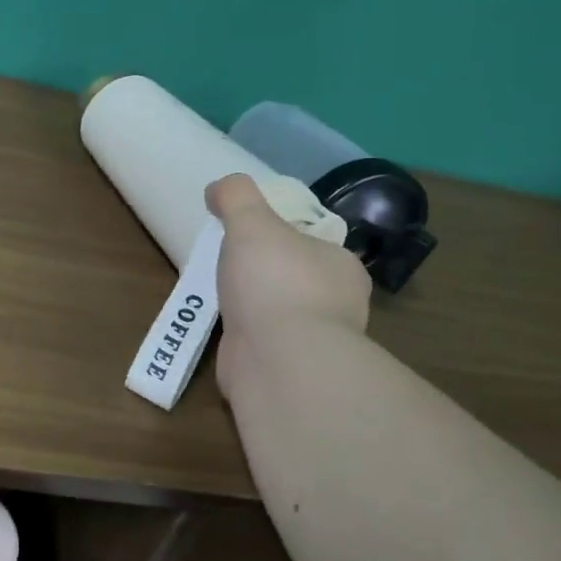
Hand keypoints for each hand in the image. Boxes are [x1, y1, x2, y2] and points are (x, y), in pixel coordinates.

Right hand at [207, 173, 372, 400]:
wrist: (278, 360)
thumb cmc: (275, 281)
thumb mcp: (252, 221)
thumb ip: (237, 196)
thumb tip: (219, 188)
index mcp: (342, 267)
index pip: (315, 245)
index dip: (285, 238)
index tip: (254, 236)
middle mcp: (337, 305)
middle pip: (297, 280)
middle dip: (268, 275)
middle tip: (232, 265)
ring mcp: (314, 343)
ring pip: (282, 316)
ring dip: (256, 309)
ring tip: (223, 298)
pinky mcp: (289, 372)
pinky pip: (265, 346)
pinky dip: (246, 339)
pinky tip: (226, 332)